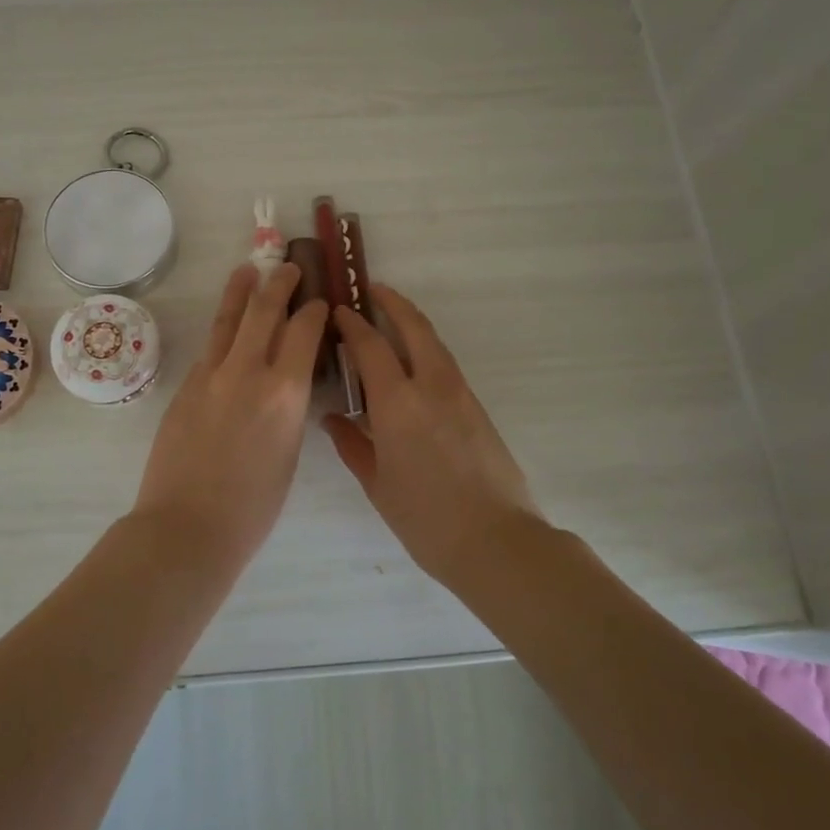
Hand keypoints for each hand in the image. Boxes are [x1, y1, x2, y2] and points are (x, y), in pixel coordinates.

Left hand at [132, 263, 328, 560]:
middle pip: (265, 311)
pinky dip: (222, 327)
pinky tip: (226, 323)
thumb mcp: (288, 452)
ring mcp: (211, 375)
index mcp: (284, 393)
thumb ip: (288, 408)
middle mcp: (248, 372)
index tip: (318, 302)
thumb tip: (286, 383)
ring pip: (228, 320)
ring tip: (248, 270)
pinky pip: (209, 347)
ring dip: (241, 290)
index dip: (313, 311)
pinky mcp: (186, 385)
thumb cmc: (252, 506)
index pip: (303, 332)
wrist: (187, 526)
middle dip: (279, 284)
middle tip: (287, 267)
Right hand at [324, 284, 546, 581]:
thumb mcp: (377, 484)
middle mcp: (430, 386)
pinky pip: (446, 364)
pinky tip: (414, 363)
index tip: (339, 311)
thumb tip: (334, 418)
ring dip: (413, 323)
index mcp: (397, 403)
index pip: (371, 346)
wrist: (496, 540)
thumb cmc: (425, 518)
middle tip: (373, 289)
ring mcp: (460, 394)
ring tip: (393, 318)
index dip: (353, 324)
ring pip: (434, 343)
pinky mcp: (478, 407)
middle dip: (392, 303)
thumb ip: (352, 444)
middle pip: (413, 327)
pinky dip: (427, 349)